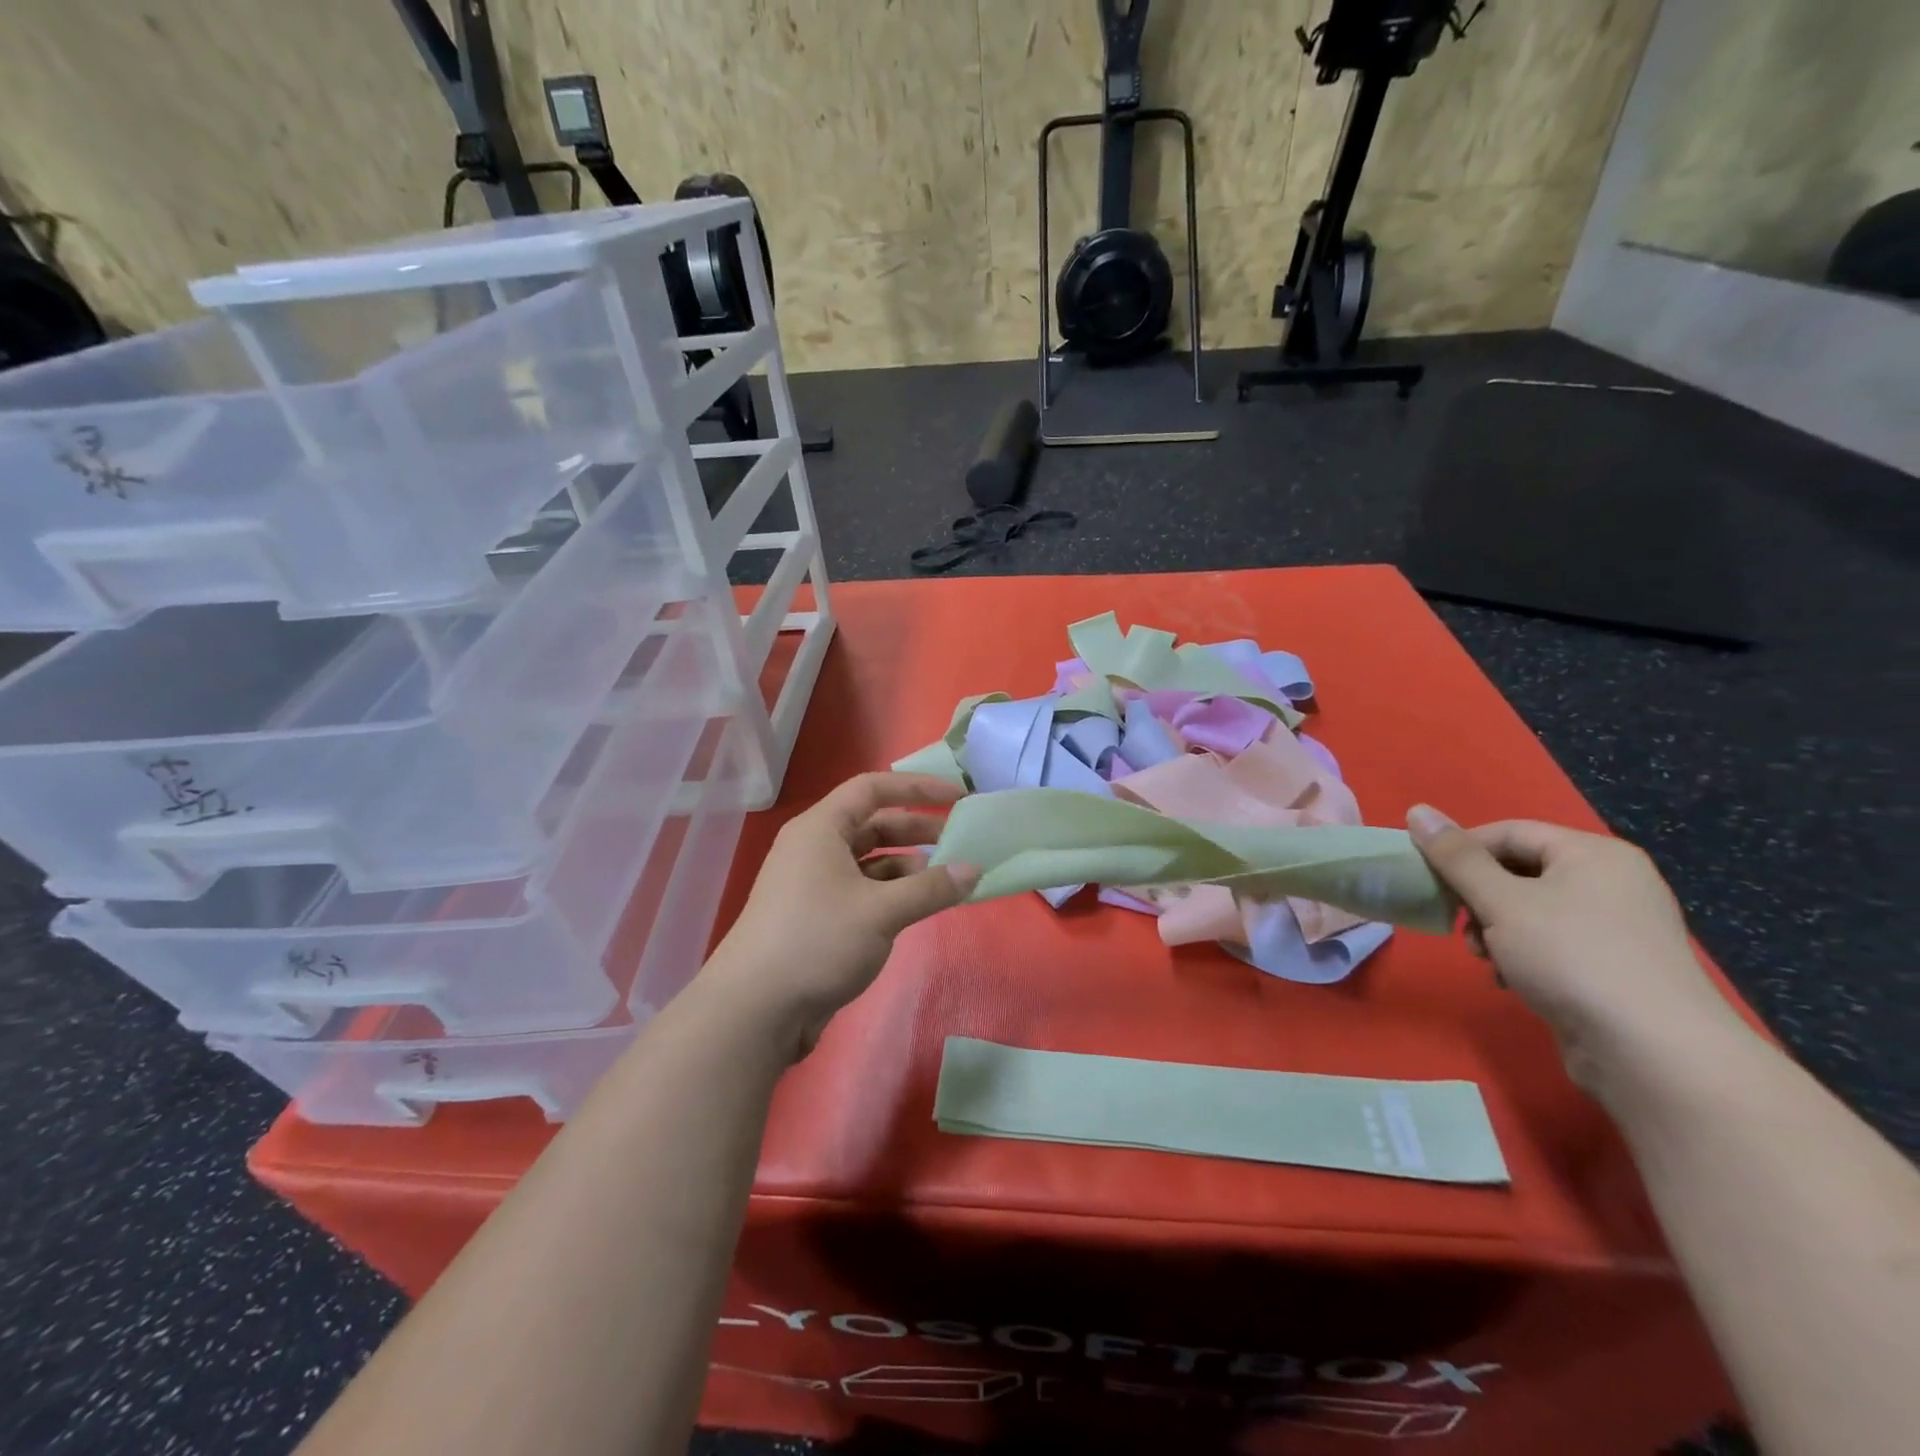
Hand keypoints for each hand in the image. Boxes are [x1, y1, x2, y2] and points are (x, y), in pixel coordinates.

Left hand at [700, 773, 979, 1056]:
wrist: (755, 1010)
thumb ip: (931, 888)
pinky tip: (917, 906)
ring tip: (944, 879)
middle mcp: (815, 848)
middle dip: (916, 829)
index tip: (956, 795)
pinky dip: (892, 892)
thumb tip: (973, 870)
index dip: (916, 787)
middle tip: (960, 840)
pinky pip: (862, 889)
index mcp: (821, 829)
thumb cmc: (818, 941)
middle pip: (872, 824)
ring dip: (907, 865)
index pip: (872, 788)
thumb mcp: (882, 912)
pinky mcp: (817, 916)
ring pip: (869, 860)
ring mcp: (814, 883)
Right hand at [1407, 806, 1746, 1088]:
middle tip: (1460, 925)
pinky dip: (1522, 955)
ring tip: (1486, 958)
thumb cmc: (1571, 957)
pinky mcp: (1616, 967)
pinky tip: (1511, 980)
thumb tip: (1417, 810)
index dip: (1462, 851)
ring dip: (1495, 930)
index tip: (1429, 881)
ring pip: (1530, 910)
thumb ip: (1455, 857)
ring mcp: (1618, 927)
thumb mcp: (1501, 901)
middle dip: (1478, 898)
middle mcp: (1612, 882)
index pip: (1509, 832)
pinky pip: (1552, 943)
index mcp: (1593, 854)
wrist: (1654, 1054)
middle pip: (1519, 871)